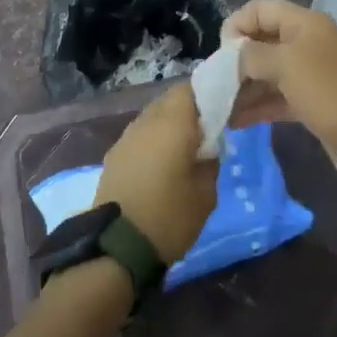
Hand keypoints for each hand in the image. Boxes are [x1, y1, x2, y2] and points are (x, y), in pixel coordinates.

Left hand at [95, 85, 217, 262]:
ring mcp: (126, 137)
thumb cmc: (169, 217)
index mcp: (172, 124)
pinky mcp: (114, 155)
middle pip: (169, 100)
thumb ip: (210, 162)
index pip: (190, 89)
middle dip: (189, 108)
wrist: (116, 247)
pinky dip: (154, 140)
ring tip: (185, 148)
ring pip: (153, 116)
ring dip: (169, 124)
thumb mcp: (206, 194)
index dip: (207, 93)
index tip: (222, 108)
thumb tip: (207, 148)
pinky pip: (140, 134)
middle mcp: (146, 121)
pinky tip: (163, 162)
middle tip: (207, 129)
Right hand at [223, 0, 336, 155]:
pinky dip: (256, 106)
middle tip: (216, 83)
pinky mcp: (310, 102)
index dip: (237, 25)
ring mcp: (309, 73)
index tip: (222, 53)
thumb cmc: (326, 89)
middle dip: (236, 60)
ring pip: (267, 73)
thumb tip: (233, 56)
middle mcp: (306, 42)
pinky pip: (276, 97)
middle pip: (261, 41)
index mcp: (303, 23)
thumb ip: (251, 55)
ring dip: (243, 87)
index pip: (260, 9)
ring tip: (219, 108)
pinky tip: (234, 121)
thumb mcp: (284, 64)